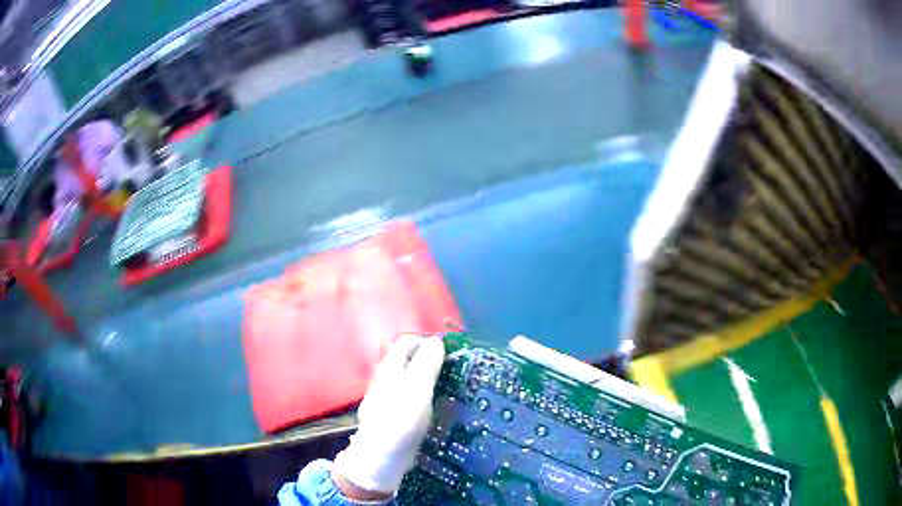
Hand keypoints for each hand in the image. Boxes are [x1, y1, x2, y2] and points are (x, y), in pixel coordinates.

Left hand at [333, 334, 444, 496]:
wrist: (382, 457)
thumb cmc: (401, 419)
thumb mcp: (418, 389)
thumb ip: (426, 363)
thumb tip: (436, 340)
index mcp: (390, 368)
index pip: (407, 342)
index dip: (427, 342)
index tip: (449, 352)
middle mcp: (384, 379)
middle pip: (407, 360)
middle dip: (429, 360)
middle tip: (453, 370)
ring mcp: (385, 398)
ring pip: (408, 379)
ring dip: (427, 379)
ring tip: (449, 388)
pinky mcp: (390, 416)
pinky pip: (408, 397)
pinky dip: (422, 396)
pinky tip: (434, 408)